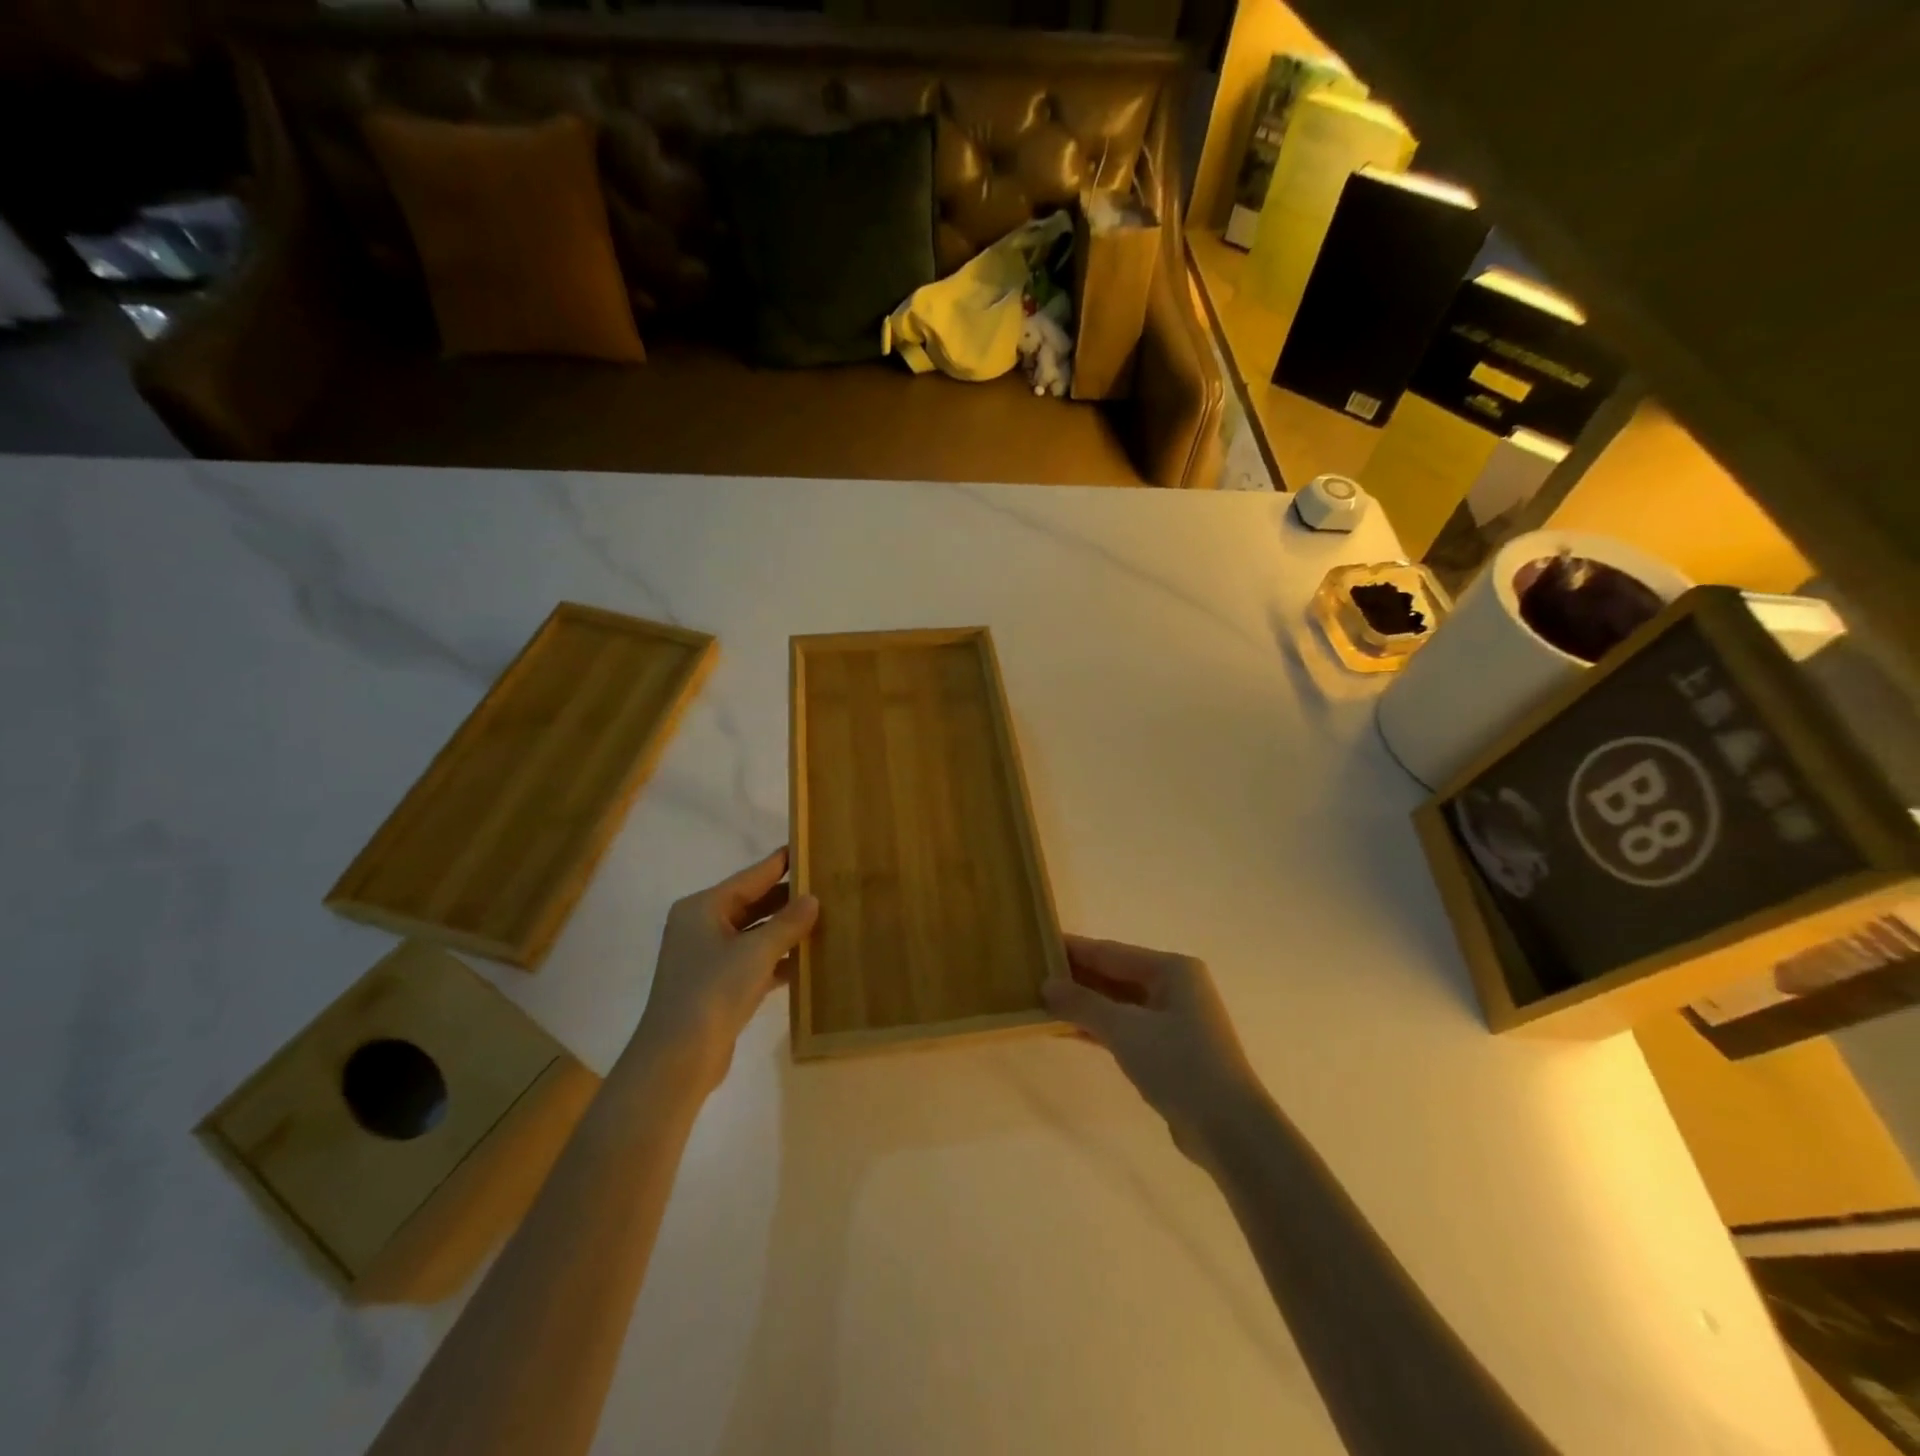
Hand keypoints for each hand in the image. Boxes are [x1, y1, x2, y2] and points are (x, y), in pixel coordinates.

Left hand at [629, 848, 818, 1091]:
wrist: (678, 1058)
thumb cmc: (713, 991)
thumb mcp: (756, 952)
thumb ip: (787, 923)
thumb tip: (812, 898)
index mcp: (702, 908)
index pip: (749, 877)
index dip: (779, 864)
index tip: (806, 847)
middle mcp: (701, 927)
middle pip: (751, 904)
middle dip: (786, 898)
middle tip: (825, 885)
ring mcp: (708, 959)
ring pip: (754, 934)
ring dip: (785, 930)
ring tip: (824, 918)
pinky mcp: (717, 987)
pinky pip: (753, 962)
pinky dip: (777, 959)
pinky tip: (807, 960)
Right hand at [1044, 936, 1267, 1157]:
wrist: (1229, 1130)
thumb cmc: (1179, 1064)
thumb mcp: (1125, 1029)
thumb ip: (1083, 1004)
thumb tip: (1046, 984)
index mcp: (1171, 969)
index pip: (1111, 952)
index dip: (1074, 949)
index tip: (1039, 944)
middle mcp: (1175, 987)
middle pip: (1115, 975)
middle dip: (1077, 978)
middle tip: (1033, 975)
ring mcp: (1174, 1020)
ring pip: (1119, 1003)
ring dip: (1084, 1005)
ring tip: (1042, 1002)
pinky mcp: (1170, 1050)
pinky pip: (1125, 1027)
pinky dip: (1098, 1028)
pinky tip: (1067, 1030)